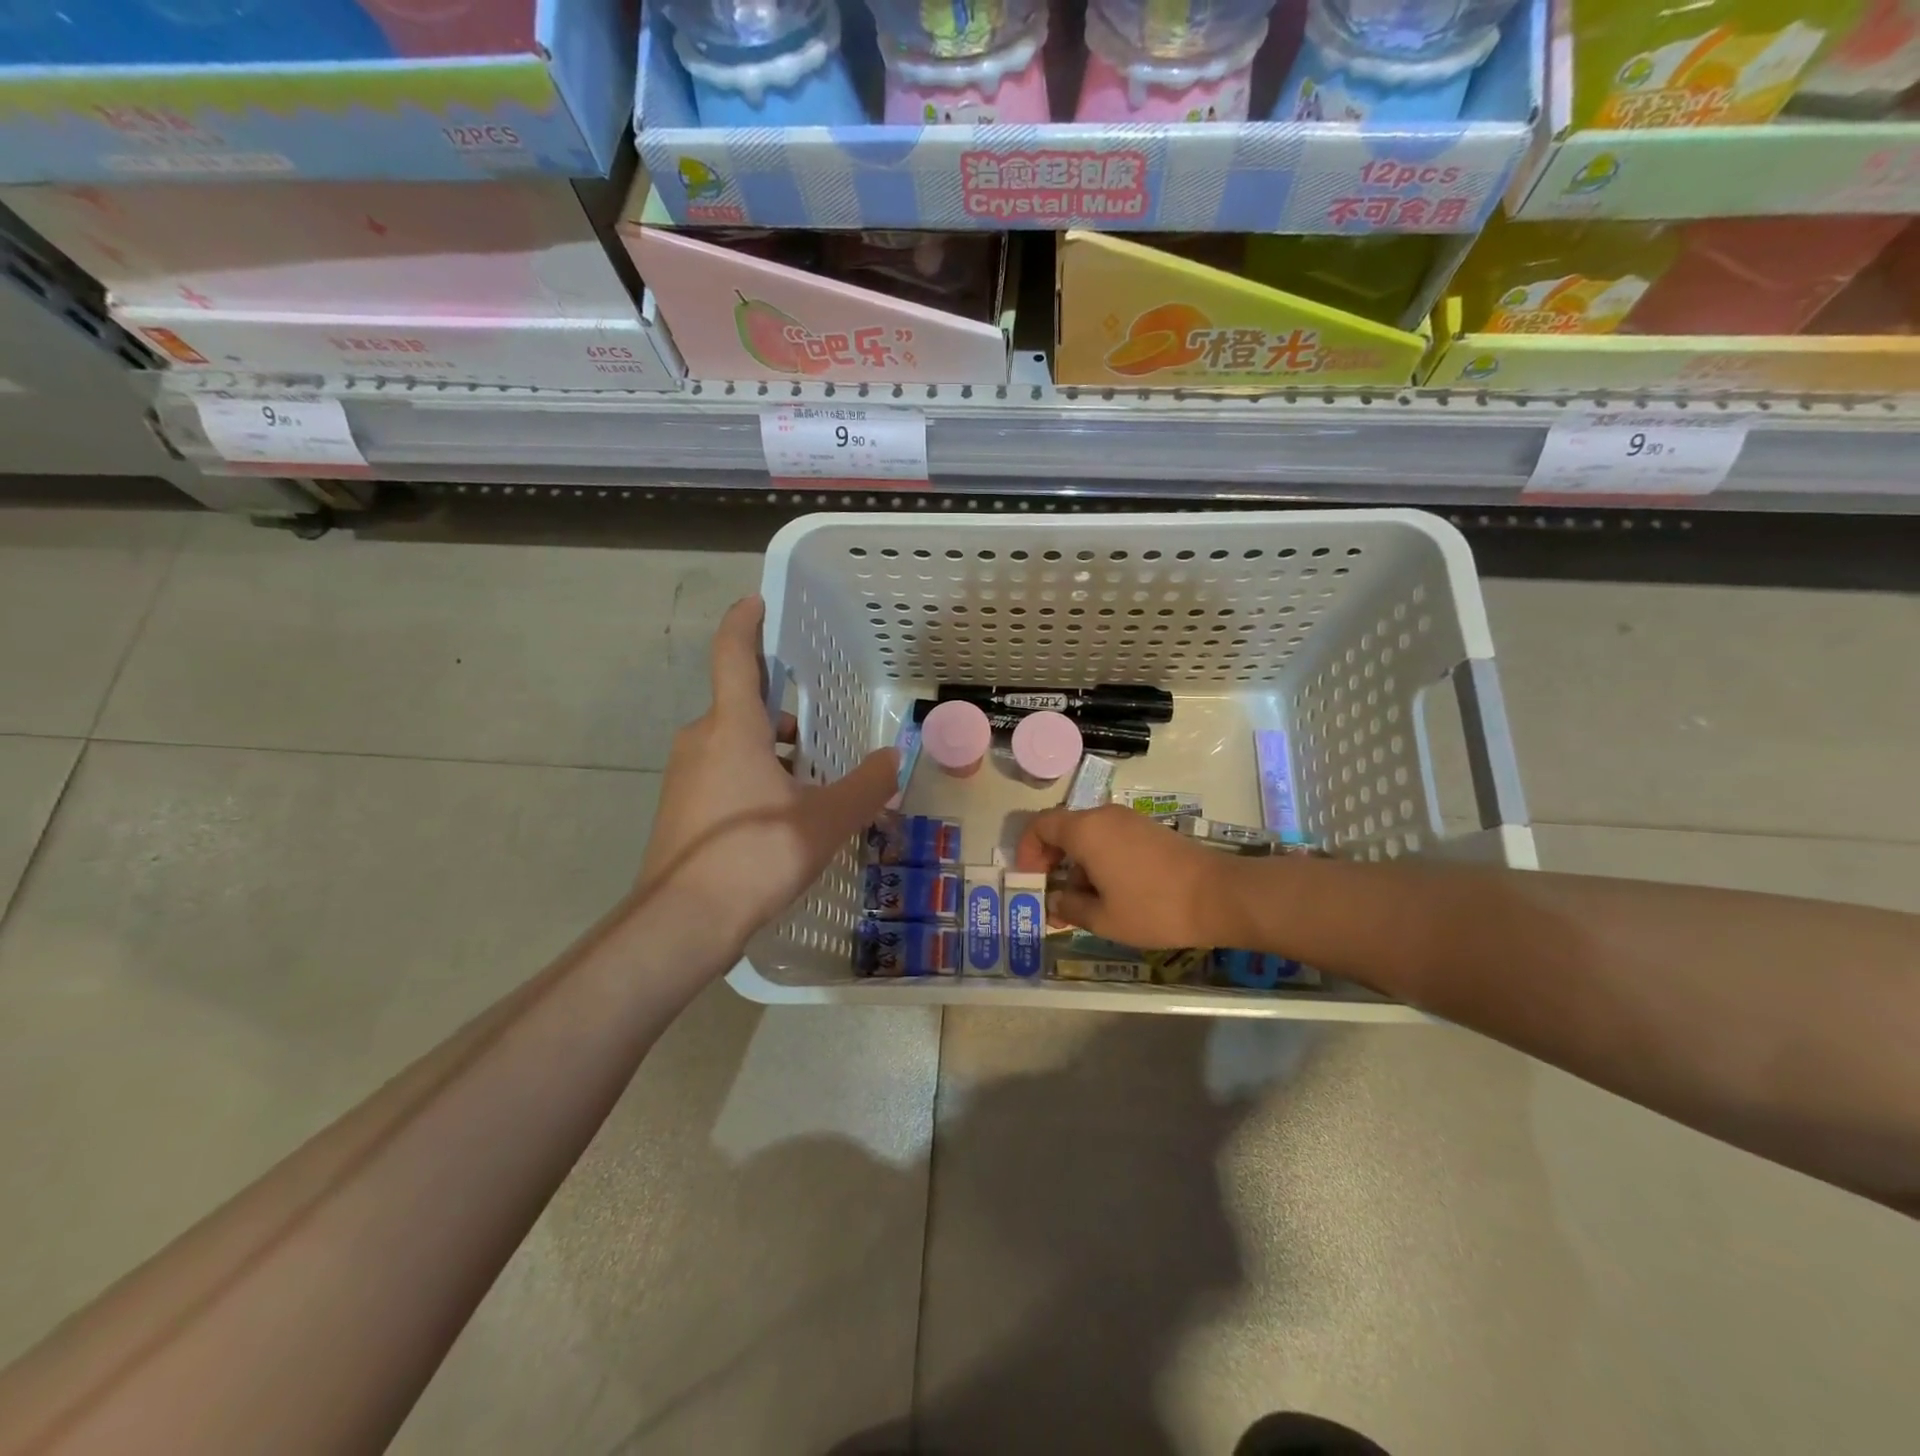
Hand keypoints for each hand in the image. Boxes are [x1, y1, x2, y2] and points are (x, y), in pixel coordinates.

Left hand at [639, 596, 897, 959]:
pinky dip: (755, 777)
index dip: (746, 623)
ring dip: (773, 750)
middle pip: (743, 704)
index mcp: (733, 727)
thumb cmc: (755, 855)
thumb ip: (866, 785)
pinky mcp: (681, 808)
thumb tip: (895, 757)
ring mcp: (685, 775)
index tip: (758, 602)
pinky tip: (784, 815)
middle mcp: (701, 739)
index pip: (734, 655)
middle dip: (783, 711)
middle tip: (823, 728)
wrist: (682, 922)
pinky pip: (723, 772)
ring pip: (735, 742)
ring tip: (814, 781)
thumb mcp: (826, 820)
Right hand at [1015, 803, 1242, 948]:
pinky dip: (1100, 859)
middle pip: (1064, 828)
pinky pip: (1111, 838)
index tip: (1031, 880)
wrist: (1220, 896)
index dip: (1028, 850)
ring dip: (1077, 863)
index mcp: (1086, 830)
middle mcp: (1104, 816)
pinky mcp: (1150, 830)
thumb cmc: (1154, 908)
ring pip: (1089, 835)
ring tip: (1083, 902)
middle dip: (1052, 860)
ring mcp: (1130, 820)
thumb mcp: (1104, 918)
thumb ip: (1070, 906)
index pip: (1040, 825)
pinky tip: (1112, 892)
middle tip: (1053, 894)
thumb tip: (1054, 900)